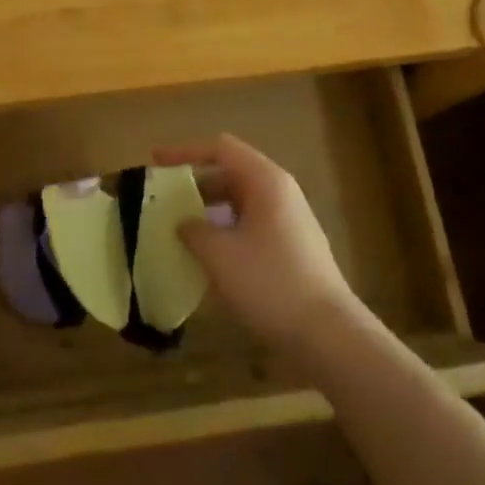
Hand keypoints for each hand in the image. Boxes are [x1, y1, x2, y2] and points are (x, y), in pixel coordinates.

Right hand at [155, 134, 365, 355]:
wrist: (329, 335)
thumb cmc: (271, 283)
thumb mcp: (221, 256)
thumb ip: (194, 231)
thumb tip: (183, 223)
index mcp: (265, 180)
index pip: (220, 149)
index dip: (185, 152)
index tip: (156, 162)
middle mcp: (279, 191)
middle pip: (230, 173)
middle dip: (195, 186)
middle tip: (164, 202)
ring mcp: (288, 220)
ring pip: (239, 203)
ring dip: (209, 212)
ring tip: (179, 232)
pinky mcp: (291, 247)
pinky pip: (250, 226)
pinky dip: (225, 232)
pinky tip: (208, 259)